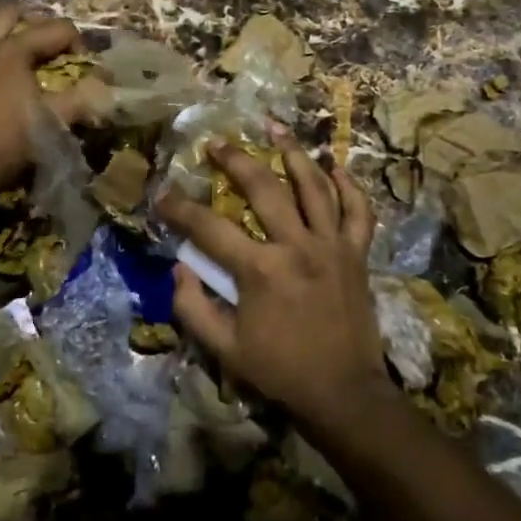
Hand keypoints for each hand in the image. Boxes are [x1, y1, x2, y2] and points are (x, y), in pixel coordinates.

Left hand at [0, 4, 100, 203]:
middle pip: (12, 12)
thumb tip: (106, 83)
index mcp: (13, 50)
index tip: (85, 64)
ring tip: (29, 64)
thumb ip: (84, 97)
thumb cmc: (10, 141)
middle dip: (38, 22)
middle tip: (52, 46)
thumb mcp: (54, 120)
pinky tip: (4, 83)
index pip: (55, 28)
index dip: (77, 41)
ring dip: (13, 38)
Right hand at [157, 124, 385, 429]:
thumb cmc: (280, 369)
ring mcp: (332, 246)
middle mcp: (297, 246)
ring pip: (313, 187)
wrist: (344, 392)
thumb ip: (192, 307)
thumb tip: (178, 266)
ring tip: (275, 128)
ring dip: (293, 153)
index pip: (209, 227)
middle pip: (263, 188)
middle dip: (235, 160)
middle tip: (216, 143)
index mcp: (260, 270)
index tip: (162, 197)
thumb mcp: (224, 348)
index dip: (180, 208)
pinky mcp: (357, 254)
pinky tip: (335, 166)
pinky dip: (349, 186)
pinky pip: (358, 211)